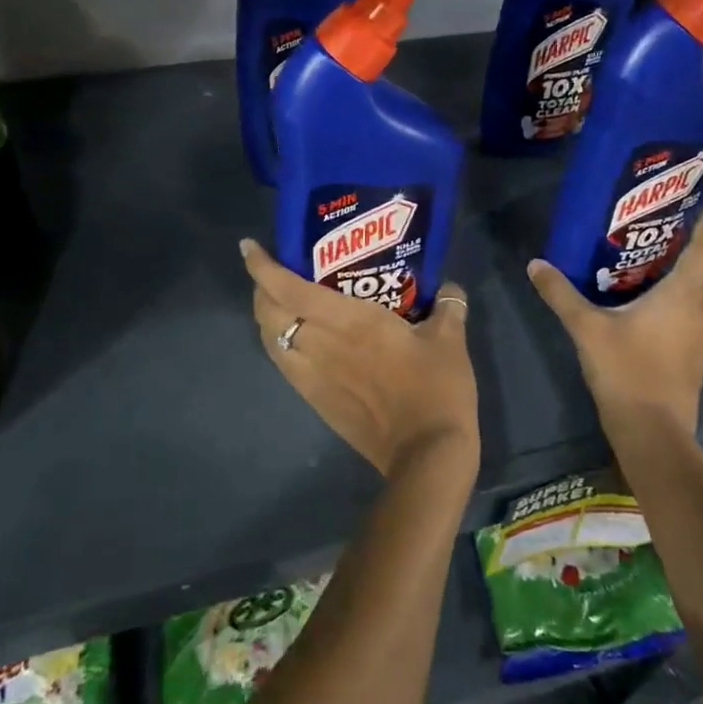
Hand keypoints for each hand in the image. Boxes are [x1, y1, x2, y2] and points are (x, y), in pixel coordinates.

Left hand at [240, 239, 479, 480]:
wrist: (426, 455)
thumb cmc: (435, 389)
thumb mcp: (449, 340)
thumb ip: (448, 306)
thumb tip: (451, 287)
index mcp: (348, 321)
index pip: (290, 290)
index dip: (264, 268)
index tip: (251, 247)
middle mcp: (320, 344)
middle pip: (268, 313)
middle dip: (260, 288)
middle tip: (274, 271)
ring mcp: (314, 376)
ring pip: (271, 341)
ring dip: (267, 317)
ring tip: (280, 301)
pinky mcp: (317, 401)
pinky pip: (285, 364)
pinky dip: (280, 344)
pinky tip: (298, 339)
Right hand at [526, 210, 702, 435]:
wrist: (654, 434)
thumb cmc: (627, 370)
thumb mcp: (586, 327)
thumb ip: (561, 293)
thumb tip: (536, 263)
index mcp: (685, 292)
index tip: (686, 195)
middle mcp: (702, 306)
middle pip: (699, 263)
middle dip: (678, 239)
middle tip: (645, 221)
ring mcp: (702, 332)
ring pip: (694, 288)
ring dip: (674, 269)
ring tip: (638, 253)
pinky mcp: (695, 352)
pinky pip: (688, 309)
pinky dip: (671, 295)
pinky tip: (641, 297)